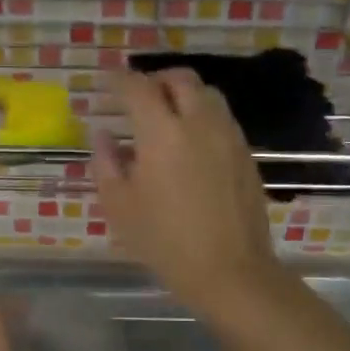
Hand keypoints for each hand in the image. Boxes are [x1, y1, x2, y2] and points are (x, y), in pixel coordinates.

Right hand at [91, 68, 283, 310]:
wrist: (230, 271)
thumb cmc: (165, 242)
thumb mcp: (120, 207)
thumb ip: (106, 164)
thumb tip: (103, 135)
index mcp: (162, 133)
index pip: (138, 88)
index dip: (118, 81)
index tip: (106, 84)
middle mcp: (199, 123)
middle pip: (180, 79)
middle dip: (156, 79)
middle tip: (138, 97)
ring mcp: (228, 136)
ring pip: (207, 94)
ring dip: (183, 94)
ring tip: (166, 116)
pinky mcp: (246, 154)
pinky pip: (222, 118)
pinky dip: (202, 115)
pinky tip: (191, 143)